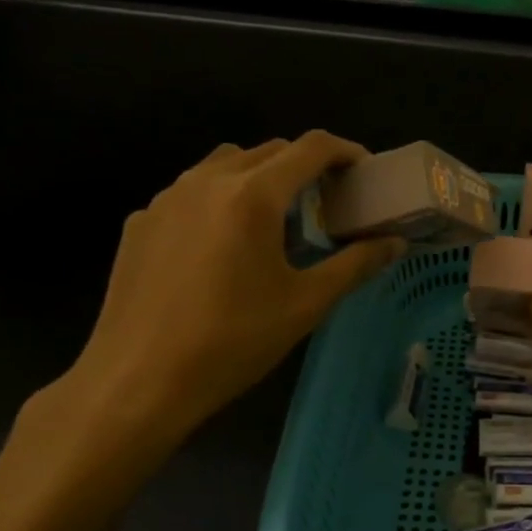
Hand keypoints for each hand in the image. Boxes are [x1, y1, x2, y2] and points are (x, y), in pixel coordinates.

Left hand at [43, 133, 403, 484]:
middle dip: (305, 165)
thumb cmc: (231, 342)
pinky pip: (190, 192)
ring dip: (260, 176)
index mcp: (253, 195)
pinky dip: (219, 200)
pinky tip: (221, 247)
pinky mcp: (140, 223)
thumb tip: (395, 243)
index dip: (345, 151)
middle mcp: (207, 181)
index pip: (311, 148)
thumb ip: (356, 265)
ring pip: (225, 164)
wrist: (136, 383)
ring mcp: (166, 199)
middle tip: (327, 200)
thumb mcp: (305, 305)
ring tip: (274, 219)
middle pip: (269, 150)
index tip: (364, 172)